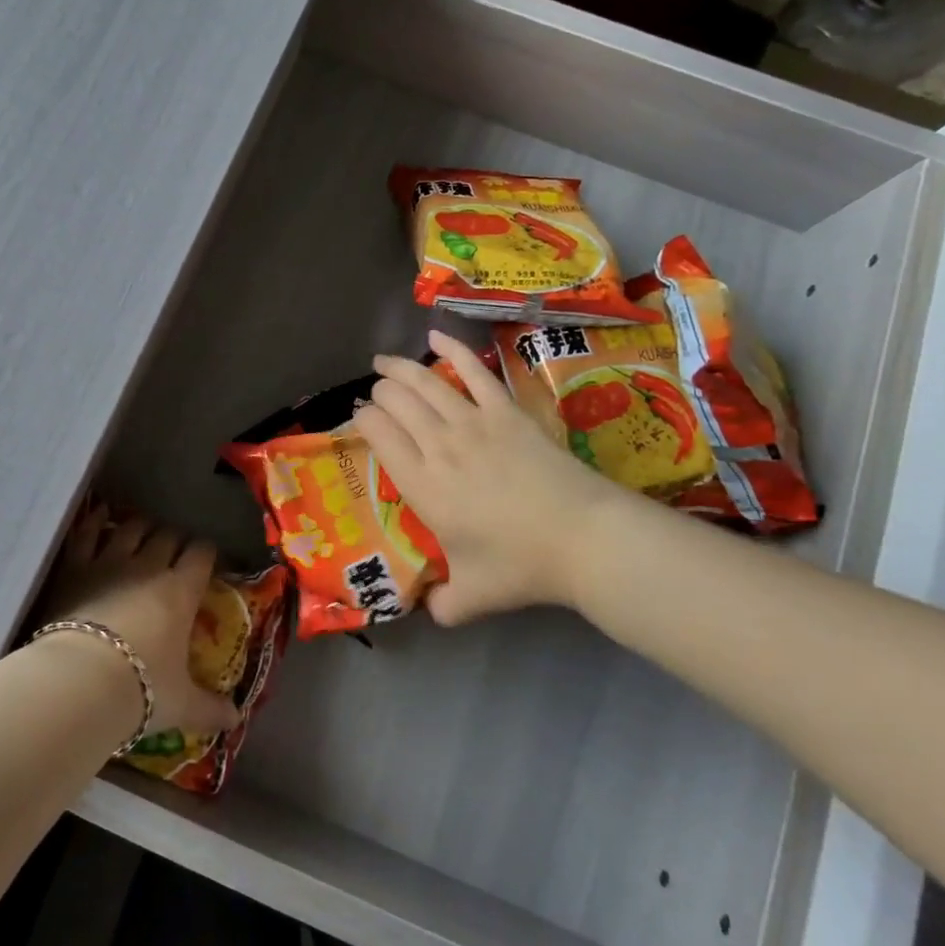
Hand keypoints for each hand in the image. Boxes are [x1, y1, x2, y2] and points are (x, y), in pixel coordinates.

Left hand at [38, 504, 241, 739]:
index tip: (207, 559)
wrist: (79, 683)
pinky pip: (86, 534)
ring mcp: (110, 562)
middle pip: (168, 536)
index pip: (202, 555)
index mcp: (181, 591)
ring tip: (141, 531)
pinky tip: (97, 515)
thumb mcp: (181, 705)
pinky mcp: (75, 568)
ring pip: (131, 528)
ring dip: (139, 527)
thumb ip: (210, 709)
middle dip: (174, 539)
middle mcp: (149, 567)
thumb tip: (236, 721)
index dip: (206, 552)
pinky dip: (93, 522)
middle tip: (174, 551)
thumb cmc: (140, 690)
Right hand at [353, 329, 626, 626]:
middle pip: (396, 403)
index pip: (378, 436)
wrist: (583, 538)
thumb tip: (428, 610)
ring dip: (399, 368)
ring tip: (383, 361)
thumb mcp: (471, 598)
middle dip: (379, 394)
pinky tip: (435, 335)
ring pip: (425, 382)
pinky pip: (475, 371)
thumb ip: (441, 605)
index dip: (363, 420)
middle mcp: (438, 446)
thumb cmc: (522, 566)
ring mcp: (474, 422)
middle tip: (376, 395)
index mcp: (422, 485)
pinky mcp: (507, 411)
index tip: (360, 419)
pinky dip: (453, 349)